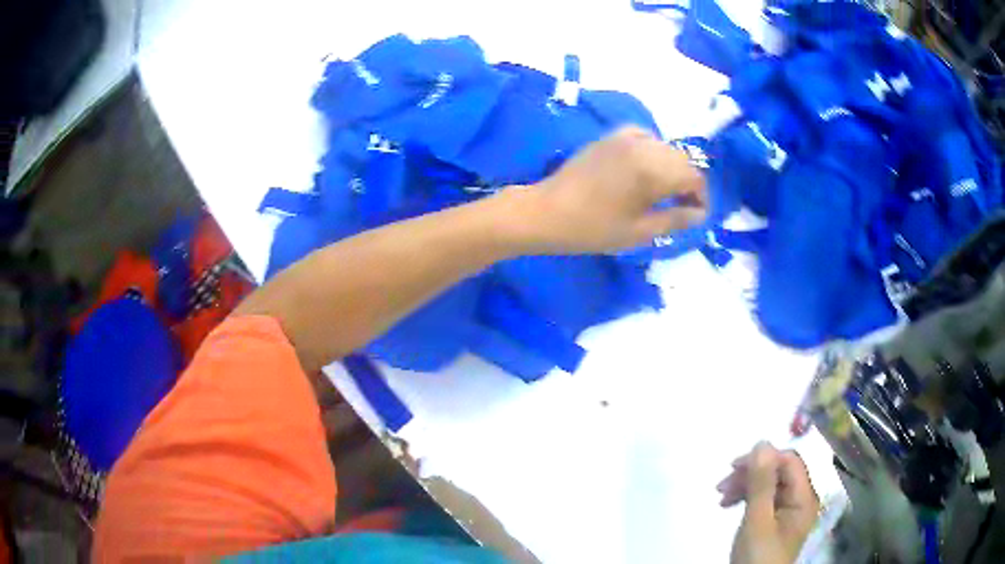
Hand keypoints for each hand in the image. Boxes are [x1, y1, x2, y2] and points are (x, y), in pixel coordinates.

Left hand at [517, 126, 705, 254]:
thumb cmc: (593, 228)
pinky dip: (652, 150)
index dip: (701, 197)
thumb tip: (699, 214)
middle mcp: (643, 146)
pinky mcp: (609, 137)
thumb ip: (675, 220)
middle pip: (682, 160)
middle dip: (688, 182)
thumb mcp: (639, 232)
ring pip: (665, 147)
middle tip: (683, 208)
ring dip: (672, 167)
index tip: (696, 216)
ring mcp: (624, 137)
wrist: (546, 212)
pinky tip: (645, 168)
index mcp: (653, 169)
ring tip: (665, 191)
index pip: (694, 177)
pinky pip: (643, 137)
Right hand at [717, 442, 820, 563]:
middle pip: (778, 472)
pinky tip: (729, 504)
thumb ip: (762, 482)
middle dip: (750, 474)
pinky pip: (764, 499)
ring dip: (745, 485)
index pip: (789, 461)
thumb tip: (763, 442)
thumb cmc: (757, 556)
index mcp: (804, 497)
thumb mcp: (757, 520)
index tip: (734, 467)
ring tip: (721, 496)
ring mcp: (788, 510)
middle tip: (722, 484)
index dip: (764, 458)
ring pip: (769, 484)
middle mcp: (800, 499)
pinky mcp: (776, 521)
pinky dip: (746, 498)